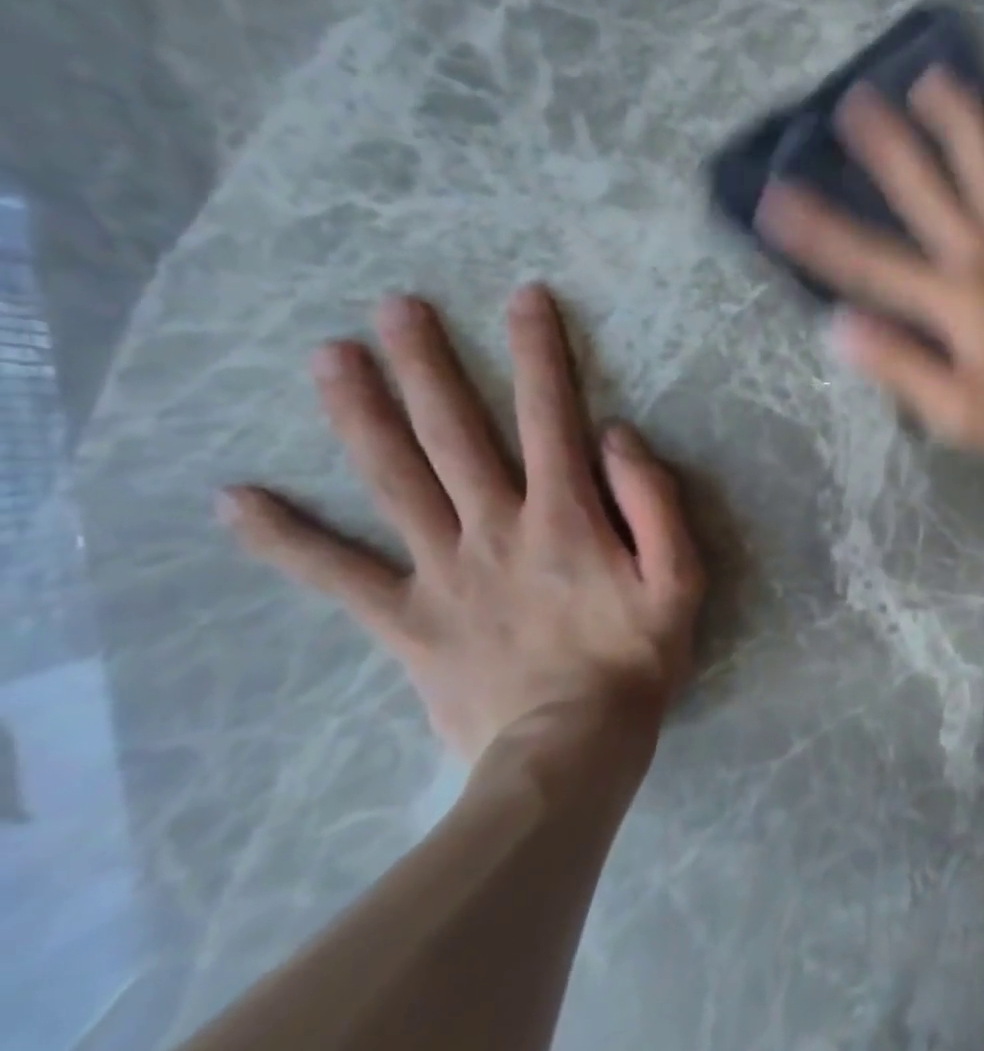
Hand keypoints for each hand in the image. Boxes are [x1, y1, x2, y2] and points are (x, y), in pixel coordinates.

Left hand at [218, 285, 704, 762]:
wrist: (570, 751)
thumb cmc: (636, 658)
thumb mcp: (680, 577)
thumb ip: (654, 501)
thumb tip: (616, 435)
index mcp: (564, 516)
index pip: (552, 415)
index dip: (541, 352)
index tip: (525, 298)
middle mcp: (494, 527)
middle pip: (453, 434)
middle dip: (428, 364)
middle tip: (395, 308)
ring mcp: (441, 571)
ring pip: (392, 481)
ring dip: (360, 415)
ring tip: (328, 358)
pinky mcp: (406, 619)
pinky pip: (337, 575)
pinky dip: (285, 538)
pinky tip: (237, 500)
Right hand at [756, 69, 983, 474]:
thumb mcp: (955, 414)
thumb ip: (898, 367)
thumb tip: (839, 325)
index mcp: (952, 302)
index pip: (868, 261)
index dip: (818, 231)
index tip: (776, 198)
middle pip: (924, 188)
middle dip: (884, 144)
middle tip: (852, 101)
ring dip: (957, 119)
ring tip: (930, 78)